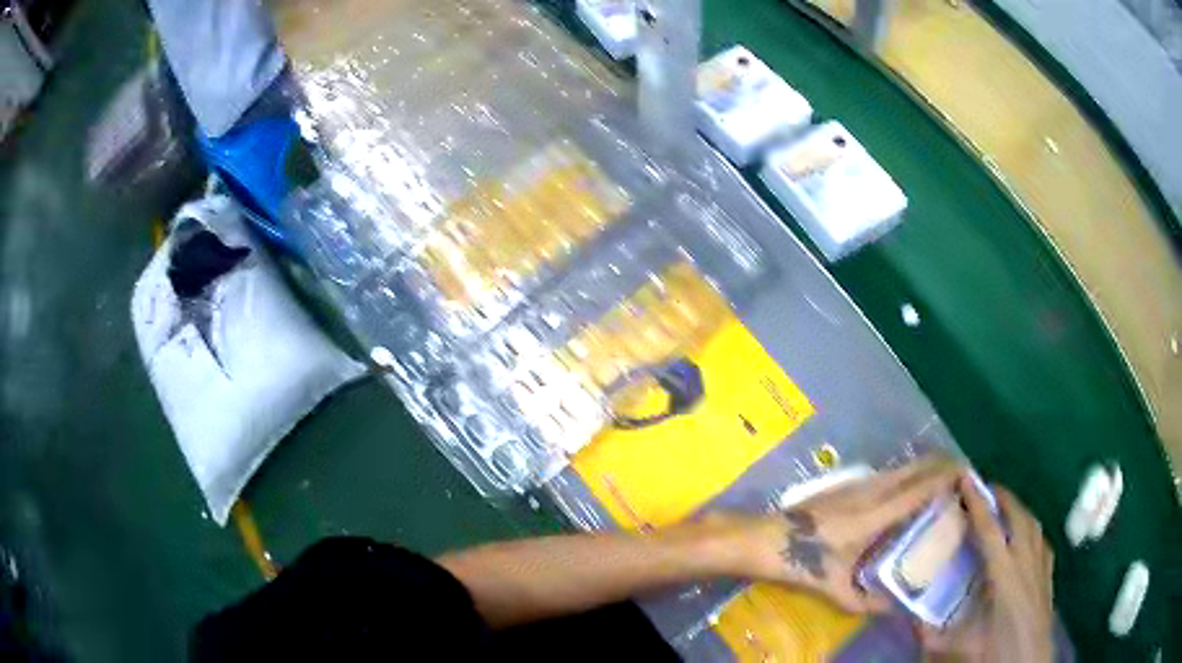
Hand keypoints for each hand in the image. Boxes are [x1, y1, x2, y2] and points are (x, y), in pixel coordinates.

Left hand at [738, 456, 961, 611]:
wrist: (768, 539)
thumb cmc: (804, 564)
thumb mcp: (837, 590)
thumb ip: (868, 602)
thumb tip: (896, 609)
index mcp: (874, 516)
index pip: (917, 490)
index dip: (943, 479)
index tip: (966, 474)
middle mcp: (871, 492)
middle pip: (914, 469)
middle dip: (940, 465)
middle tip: (963, 472)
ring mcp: (858, 484)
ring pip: (900, 468)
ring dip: (924, 466)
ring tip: (945, 474)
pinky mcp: (847, 484)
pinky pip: (888, 472)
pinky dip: (907, 471)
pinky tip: (911, 483)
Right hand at [920, 476, 1054, 662]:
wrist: (1027, 662)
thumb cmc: (994, 652)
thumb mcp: (956, 646)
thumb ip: (928, 631)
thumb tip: (904, 616)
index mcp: (1004, 573)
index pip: (989, 529)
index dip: (976, 502)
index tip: (965, 478)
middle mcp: (1026, 560)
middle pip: (1017, 516)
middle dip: (1001, 497)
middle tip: (983, 489)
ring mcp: (1041, 564)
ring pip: (1032, 524)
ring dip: (1017, 510)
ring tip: (1003, 509)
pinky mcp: (1049, 573)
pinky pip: (1041, 540)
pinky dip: (1030, 530)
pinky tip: (1025, 539)